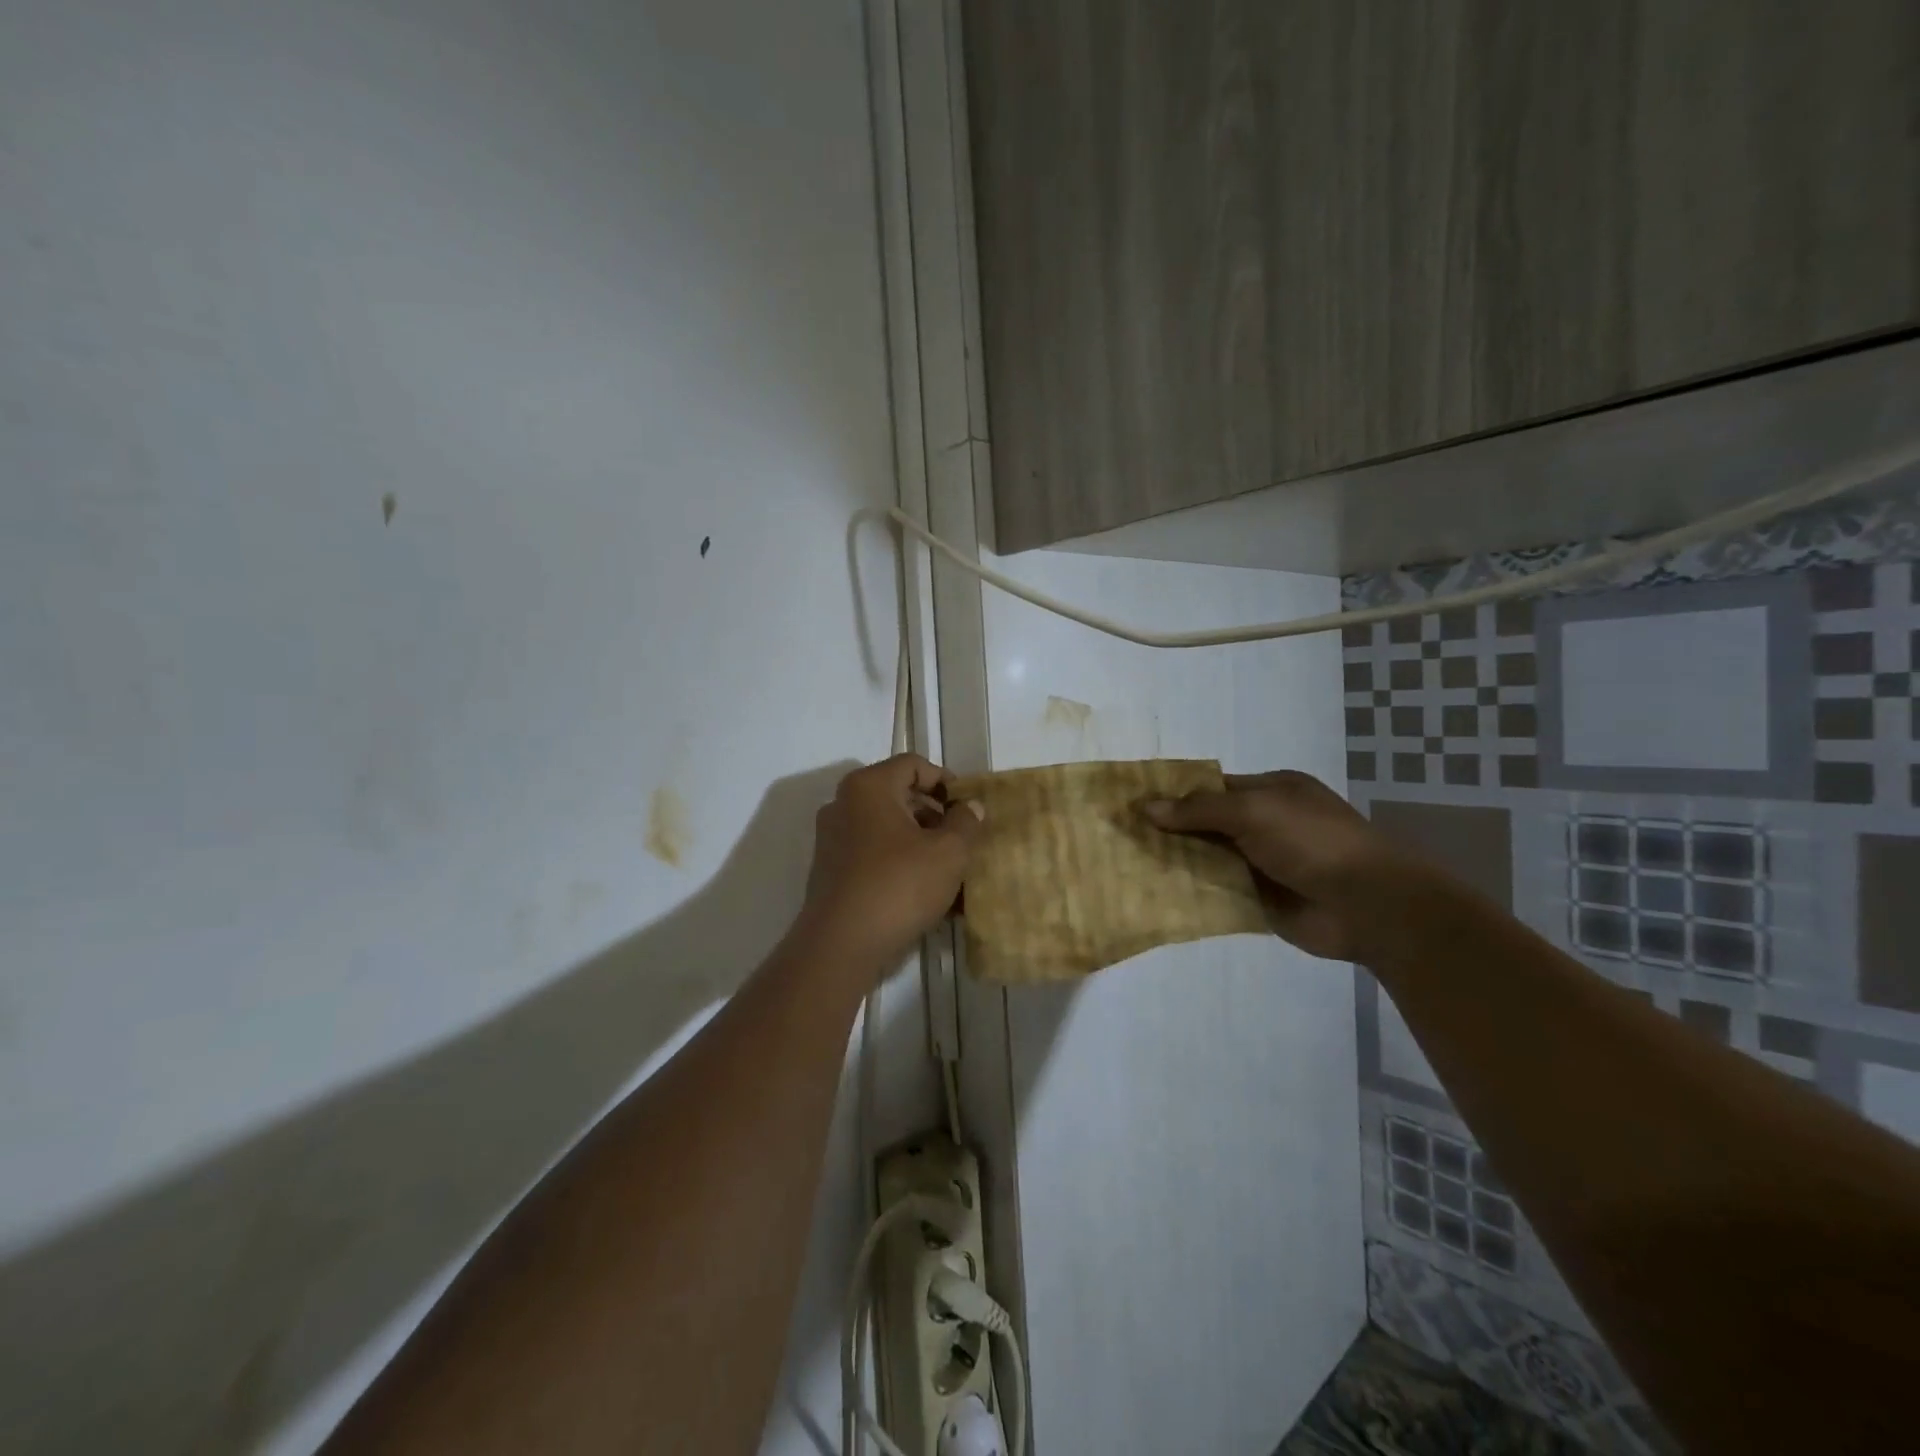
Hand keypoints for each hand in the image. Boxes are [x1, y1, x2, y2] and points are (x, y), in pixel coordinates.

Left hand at [796, 754, 984, 974]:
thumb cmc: (899, 885)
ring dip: (920, 842)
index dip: (945, 780)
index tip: (967, 807)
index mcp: (868, 787)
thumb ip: (965, 823)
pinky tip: (924, 892)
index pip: (913, 765)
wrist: (841, 944)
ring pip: (886, 828)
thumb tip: (970, 806)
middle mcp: (843, 804)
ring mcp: (832, 838)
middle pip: (898, 795)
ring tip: (949, 871)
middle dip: (935, 815)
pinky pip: (872, 854)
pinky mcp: (830, 870)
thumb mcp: (948, 853)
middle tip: (962, 839)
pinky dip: (899, 863)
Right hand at [1144, 771, 1410, 961]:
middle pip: (1206, 825)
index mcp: (1271, 792)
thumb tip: (1146, 807)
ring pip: (1207, 860)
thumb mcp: (1253, 811)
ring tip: (1126, 866)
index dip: (1175, 795)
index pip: (1212, 788)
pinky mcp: (1259, 902)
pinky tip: (1154, 896)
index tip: (1134, 805)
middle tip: (1121, 838)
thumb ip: (1199, 809)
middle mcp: (1265, 825)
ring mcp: (1262, 865)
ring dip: (1176, 863)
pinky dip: (1190, 895)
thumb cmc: (1312, 841)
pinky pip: (1216, 894)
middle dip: (1170, 831)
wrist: (1366, 905)